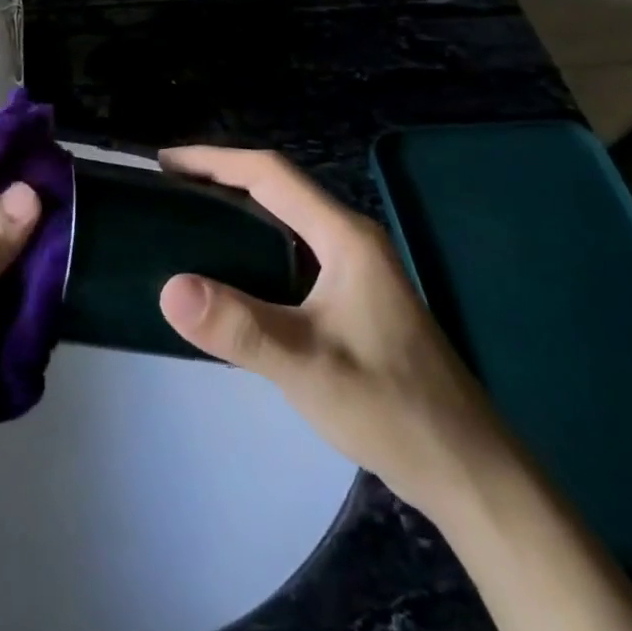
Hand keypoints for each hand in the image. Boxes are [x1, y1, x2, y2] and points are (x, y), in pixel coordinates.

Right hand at [156, 147, 519, 521]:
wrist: (468, 471)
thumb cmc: (392, 408)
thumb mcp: (308, 367)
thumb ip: (239, 327)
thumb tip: (168, 289)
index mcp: (344, 237)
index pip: (270, 174)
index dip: (214, 160)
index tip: (163, 162)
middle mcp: (350, 240)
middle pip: (276, 189)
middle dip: (220, 179)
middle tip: (165, 189)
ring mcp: (354, 270)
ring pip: (284, 220)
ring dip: (235, 210)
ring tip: (187, 219)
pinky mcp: (351, 298)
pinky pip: (290, 252)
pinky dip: (251, 246)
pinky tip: (229, 272)